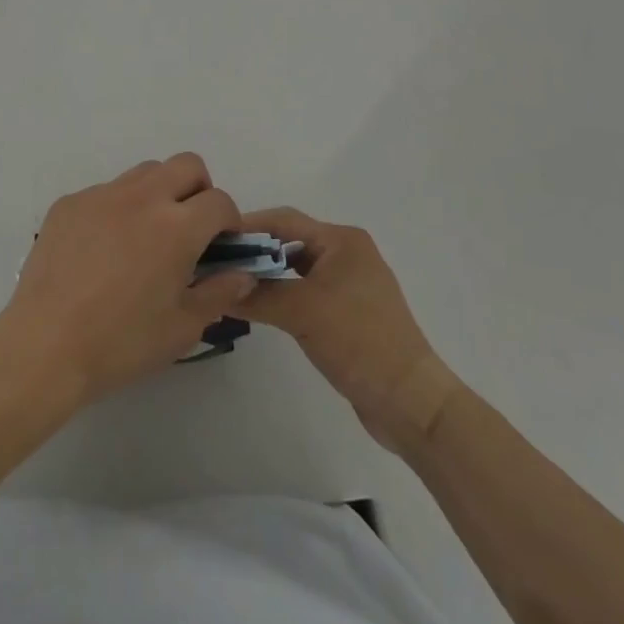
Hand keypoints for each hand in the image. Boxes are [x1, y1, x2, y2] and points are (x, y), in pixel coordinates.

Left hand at [0, 154, 257, 407]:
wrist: (45, 345)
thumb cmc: (122, 342)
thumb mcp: (182, 328)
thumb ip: (219, 293)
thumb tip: (242, 272)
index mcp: (176, 226)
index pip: (219, 201)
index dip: (229, 221)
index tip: (222, 245)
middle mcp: (142, 197)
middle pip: (186, 165)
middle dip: (199, 190)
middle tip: (190, 229)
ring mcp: (101, 194)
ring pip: (145, 172)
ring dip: (159, 193)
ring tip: (147, 235)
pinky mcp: (70, 202)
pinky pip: (106, 191)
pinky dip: (117, 209)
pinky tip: (104, 249)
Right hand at [232, 208, 461, 452]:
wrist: (410, 402)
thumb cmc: (358, 340)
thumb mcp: (301, 312)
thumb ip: (256, 294)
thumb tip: (214, 287)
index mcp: (342, 240)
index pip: (284, 220)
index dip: (248, 227)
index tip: (213, 238)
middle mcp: (347, 254)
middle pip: (290, 243)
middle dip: (255, 252)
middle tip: (217, 263)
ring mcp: (350, 285)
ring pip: (297, 270)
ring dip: (268, 276)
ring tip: (232, 285)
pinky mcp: (350, 313)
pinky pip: (307, 293)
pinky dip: (283, 296)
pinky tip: (260, 308)